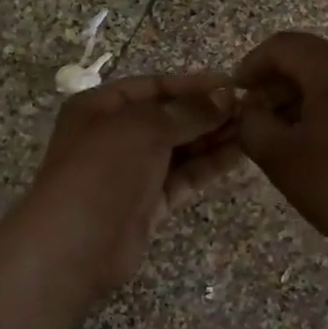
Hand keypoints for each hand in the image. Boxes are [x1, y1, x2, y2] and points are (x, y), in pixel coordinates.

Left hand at [15, 72, 242, 296]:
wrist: (75, 244)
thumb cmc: (103, 169)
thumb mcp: (144, 127)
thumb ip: (187, 112)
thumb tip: (226, 97)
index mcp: (101, 107)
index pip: (154, 86)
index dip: (192, 84)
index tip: (232, 84)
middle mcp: (115, 135)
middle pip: (168, 117)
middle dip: (207, 112)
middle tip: (250, 108)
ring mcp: (132, 172)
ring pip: (179, 148)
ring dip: (213, 137)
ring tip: (253, 127)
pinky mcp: (149, 203)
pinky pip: (183, 177)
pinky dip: (209, 165)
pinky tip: (239, 154)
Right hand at [235, 31, 327, 282]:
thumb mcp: (280, 157)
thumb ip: (252, 122)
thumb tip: (252, 108)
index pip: (284, 46)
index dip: (253, 64)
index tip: (238, 91)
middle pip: (313, 58)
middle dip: (280, 83)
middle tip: (258, 116)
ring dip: (307, 95)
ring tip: (287, 131)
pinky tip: (322, 136)